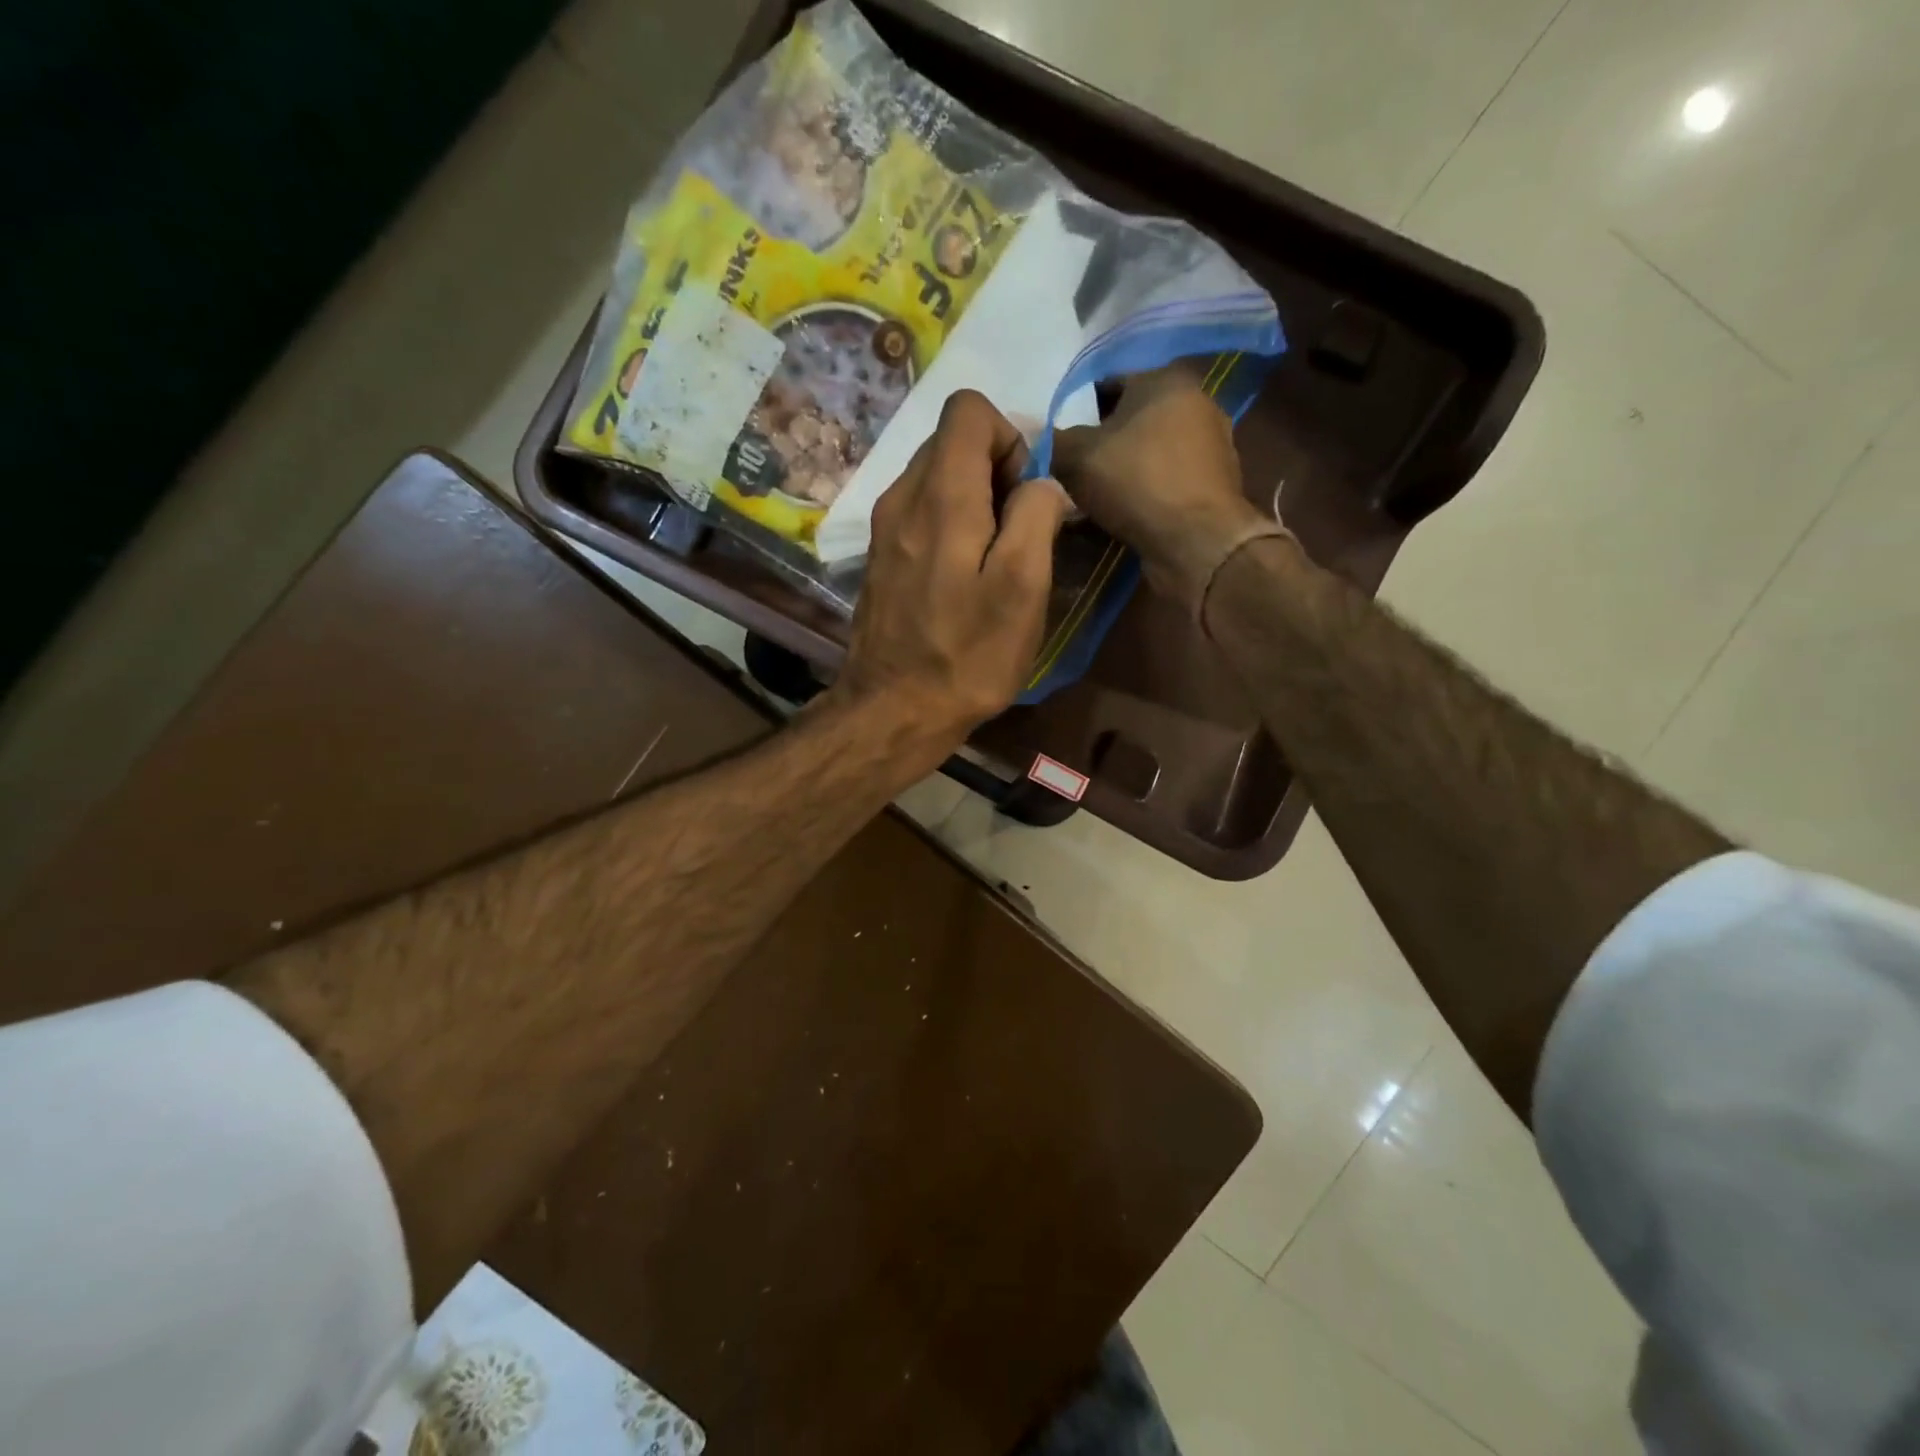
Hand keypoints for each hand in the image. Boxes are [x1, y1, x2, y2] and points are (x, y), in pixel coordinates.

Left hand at [828, 390, 1068, 767]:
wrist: (893, 710)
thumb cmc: (967, 655)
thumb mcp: (1022, 588)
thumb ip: (1036, 516)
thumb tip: (1042, 483)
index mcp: (940, 495)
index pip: (969, 409)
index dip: (1011, 437)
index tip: (1027, 494)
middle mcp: (902, 496)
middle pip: (952, 441)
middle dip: (996, 469)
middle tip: (1017, 532)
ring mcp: (884, 527)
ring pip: (936, 476)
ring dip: (975, 499)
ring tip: (994, 558)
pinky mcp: (880, 555)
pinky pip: (921, 511)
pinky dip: (951, 523)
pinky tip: (963, 575)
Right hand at [1052, 364, 1273, 612]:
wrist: (1197, 542)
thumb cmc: (1136, 483)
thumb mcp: (1077, 457)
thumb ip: (1054, 440)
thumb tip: (1040, 438)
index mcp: (1165, 379)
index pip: (1107, 382)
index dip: (1075, 409)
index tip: (1057, 439)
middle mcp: (1195, 402)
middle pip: (1130, 418)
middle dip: (1100, 442)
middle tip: (1070, 469)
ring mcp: (1211, 444)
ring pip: (1148, 451)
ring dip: (1121, 469)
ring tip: (1092, 496)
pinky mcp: (1214, 483)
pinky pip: (1164, 479)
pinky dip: (1143, 490)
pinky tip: (1122, 512)